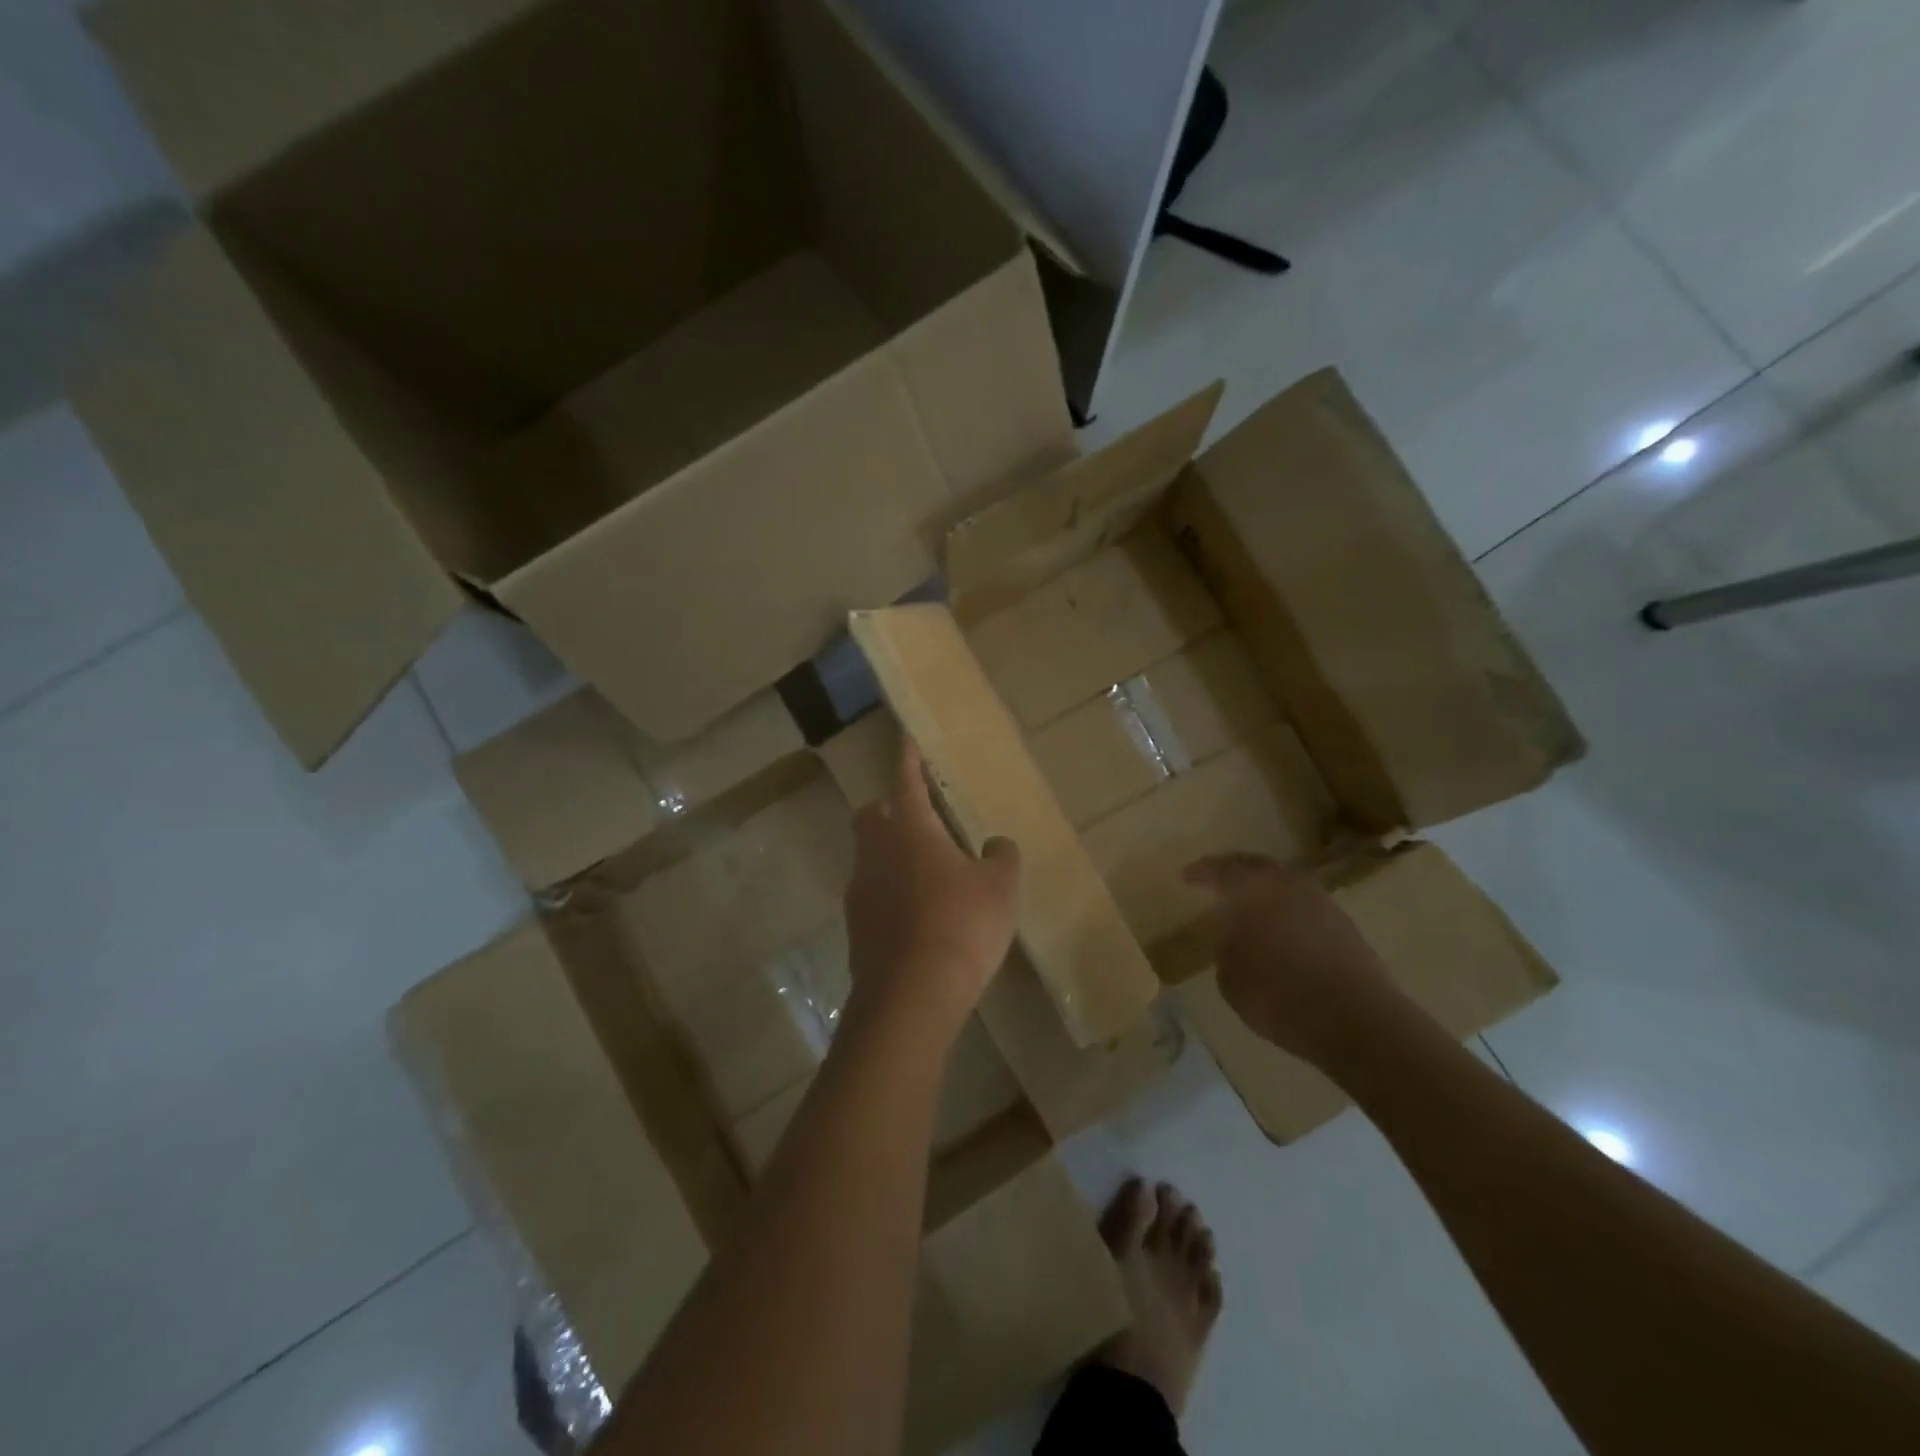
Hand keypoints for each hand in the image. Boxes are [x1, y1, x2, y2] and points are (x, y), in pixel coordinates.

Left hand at [843, 738, 1021, 1044]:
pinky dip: (890, 891)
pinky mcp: (856, 927)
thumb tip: (995, 845)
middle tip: (920, 815)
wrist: (911, 995)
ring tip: (926, 870)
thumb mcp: (999, 888)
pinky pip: (871, 893)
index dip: (908, 757)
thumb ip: (1001, 857)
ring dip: (891, 852)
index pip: (906, 780)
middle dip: (890, 806)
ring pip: (869, 855)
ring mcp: (860, 891)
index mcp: (910, 830)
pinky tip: (916, 913)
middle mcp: (876, 852)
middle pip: (872, 815)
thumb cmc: (960, 926)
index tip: (906, 738)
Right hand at [1183, 853, 1408, 1065]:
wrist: (1358, 1022)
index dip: (1201, 872)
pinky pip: (1304, 907)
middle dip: (1235, 871)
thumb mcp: (1231, 979)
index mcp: (1256, 889)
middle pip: (1257, 867)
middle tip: (1216, 879)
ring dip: (1265, 891)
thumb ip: (1227, 948)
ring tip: (1248, 905)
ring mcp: (1322, 903)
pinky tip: (1279, 929)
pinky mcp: (1345, 926)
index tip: (1186, 876)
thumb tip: (1233, 936)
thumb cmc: (1281, 996)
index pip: (1222, 870)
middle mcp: (1290, 885)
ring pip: (1285, 885)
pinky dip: (1287, 911)